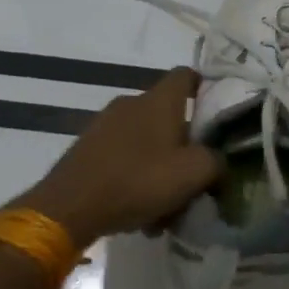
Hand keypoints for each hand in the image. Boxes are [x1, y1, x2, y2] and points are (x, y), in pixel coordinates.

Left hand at [15, 67, 222, 247]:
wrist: (69, 206)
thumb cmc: (137, 180)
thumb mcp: (192, 174)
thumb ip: (216, 163)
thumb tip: (219, 162)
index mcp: (159, 100)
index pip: (187, 75)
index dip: (205, 87)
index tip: (217, 110)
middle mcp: (132, 103)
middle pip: (168, 116)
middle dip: (184, 146)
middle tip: (193, 178)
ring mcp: (105, 124)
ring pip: (146, 142)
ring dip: (159, 169)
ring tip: (164, 209)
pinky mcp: (88, 148)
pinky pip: (123, 158)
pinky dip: (135, 178)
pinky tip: (137, 214)